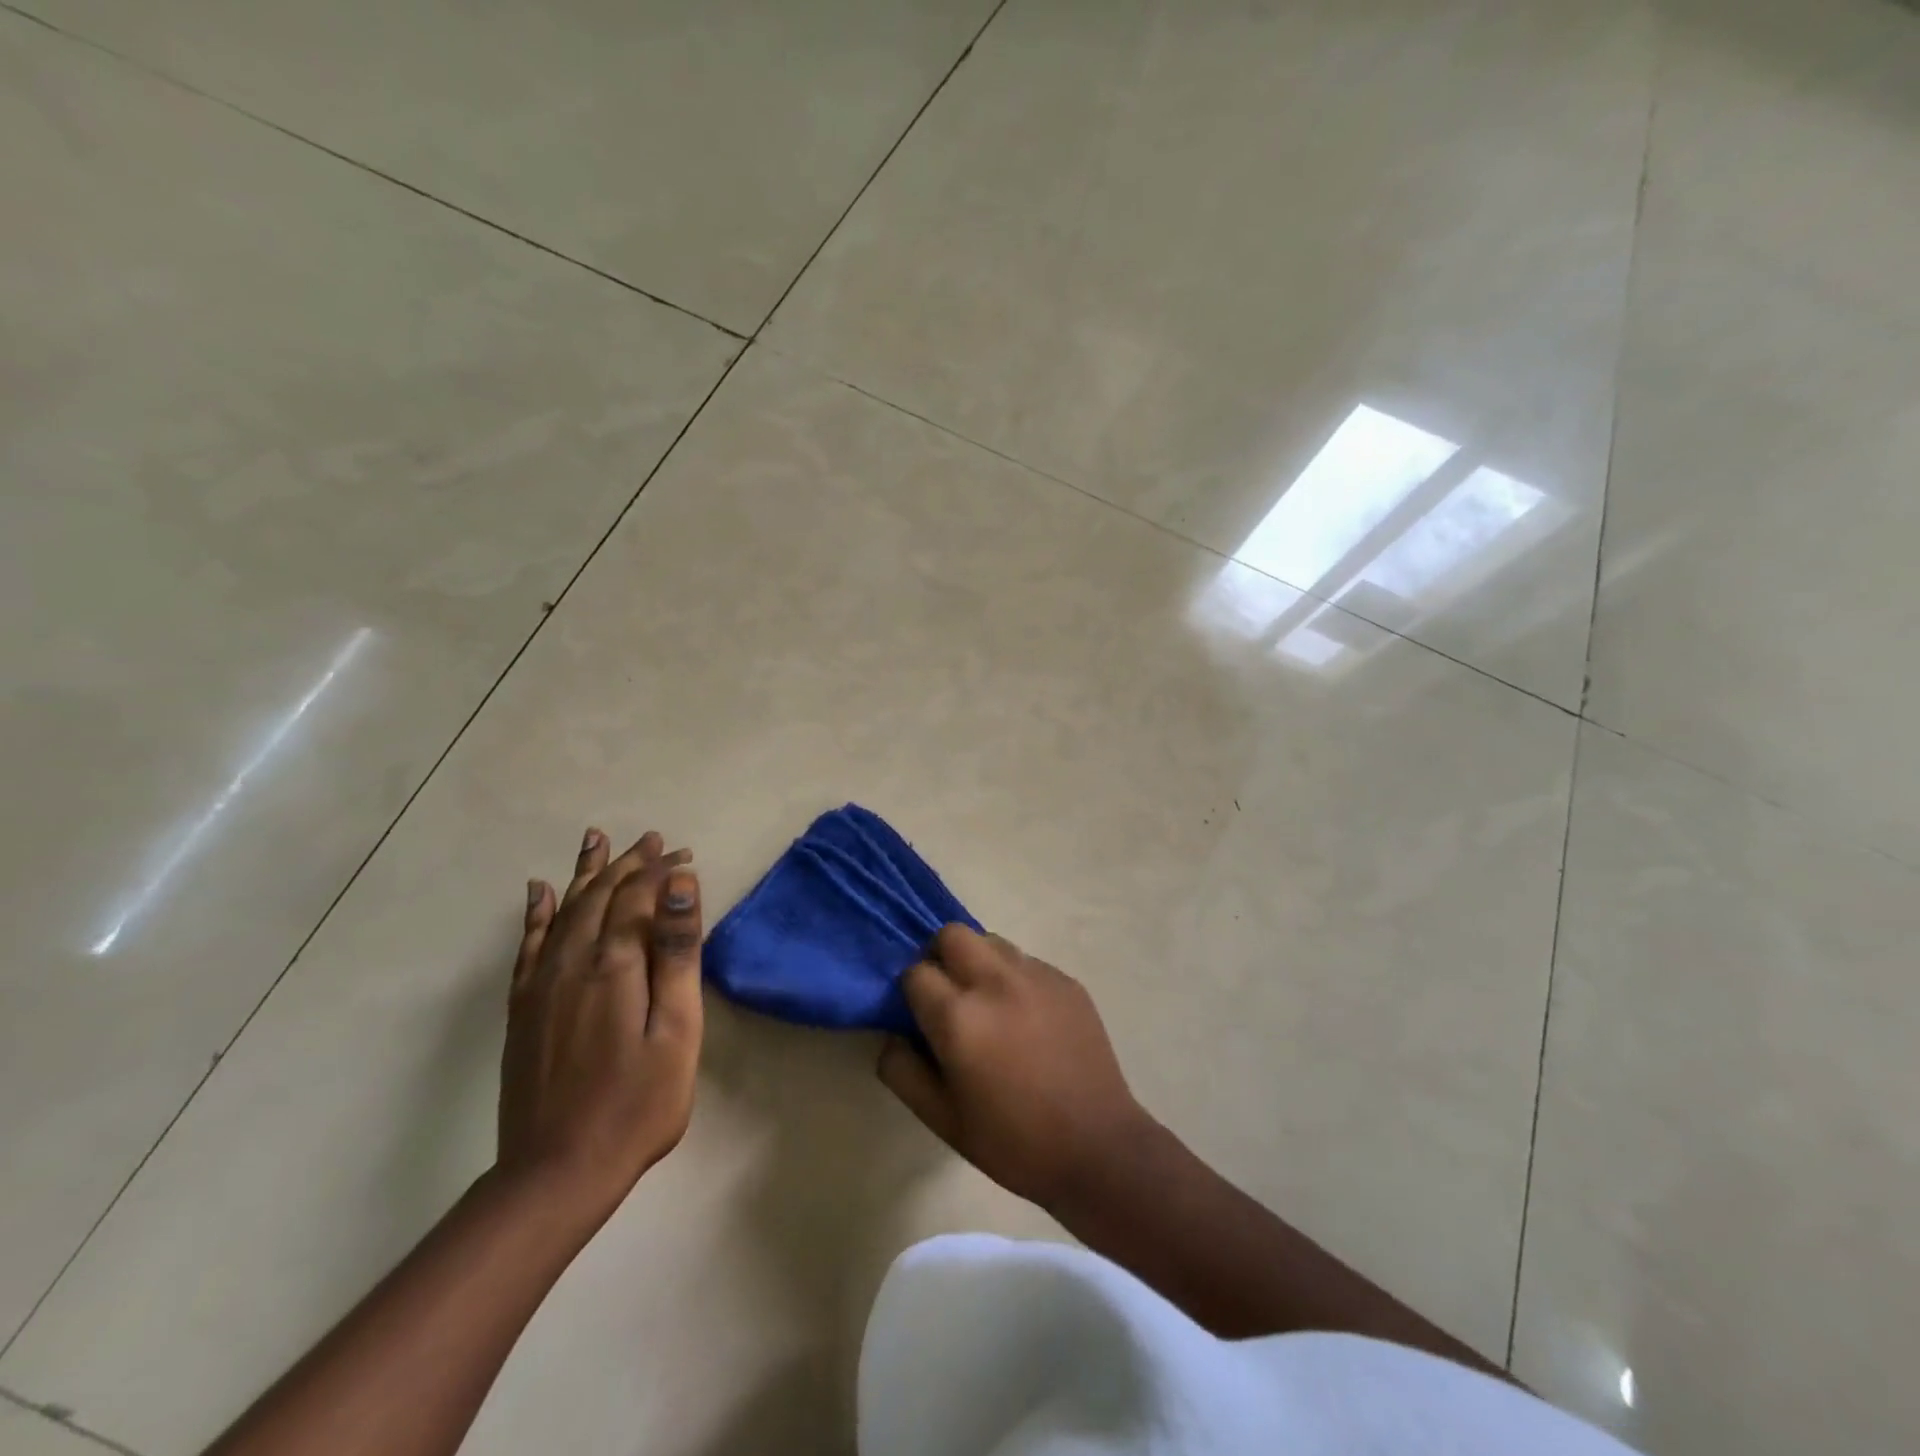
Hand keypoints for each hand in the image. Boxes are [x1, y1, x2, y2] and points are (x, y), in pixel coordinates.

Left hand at [499, 828, 703, 1225]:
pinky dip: (536, 912)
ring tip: (596, 839)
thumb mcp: (677, 1028)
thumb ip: (677, 951)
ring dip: (585, 873)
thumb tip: (681, 884)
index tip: (684, 855)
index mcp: (614, 963)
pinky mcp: (522, 1008)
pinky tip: (538, 892)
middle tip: (654, 840)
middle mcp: (571, 961)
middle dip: (629, 863)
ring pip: (564, 910)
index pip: (637, 896)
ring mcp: (540, 984)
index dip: (660, 871)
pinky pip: (528, 944)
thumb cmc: (638, 1102)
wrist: (557, 1171)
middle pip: (600, 895)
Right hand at [877, 924, 1153, 1212]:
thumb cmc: (1013, 1141)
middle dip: (940, 957)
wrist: (1097, 1147)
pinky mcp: (1066, 980)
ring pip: (991, 941)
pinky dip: (1014, 978)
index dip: (912, 992)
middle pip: (952, 934)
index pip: (915, 972)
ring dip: (978, 962)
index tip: (921, 1015)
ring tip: (989, 1004)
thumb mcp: (942, 1120)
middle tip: (949, 995)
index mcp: (959, 1017)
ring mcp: (1036, 975)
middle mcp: (995, 982)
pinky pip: (1026, 961)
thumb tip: (894, 1034)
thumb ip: (902, 1070)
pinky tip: (1027, 1018)